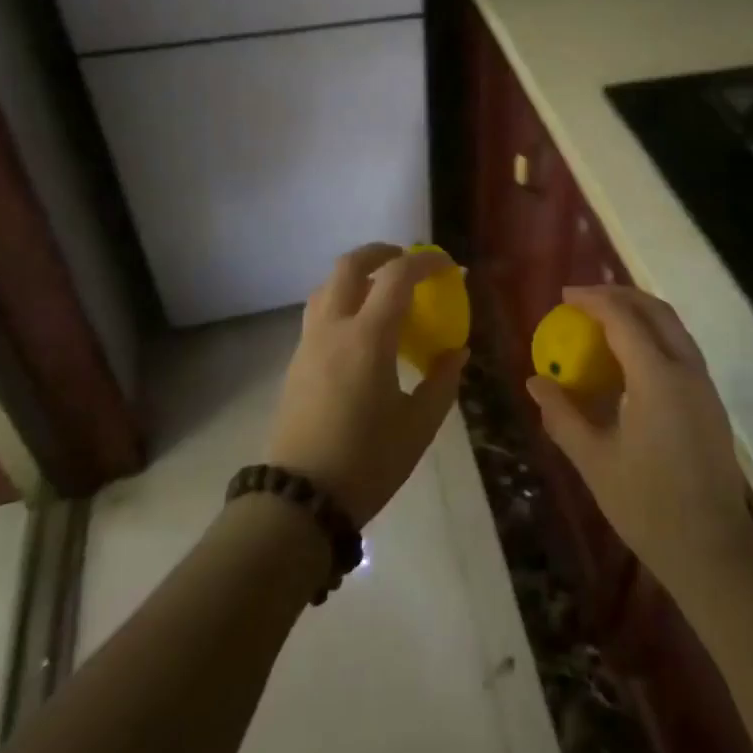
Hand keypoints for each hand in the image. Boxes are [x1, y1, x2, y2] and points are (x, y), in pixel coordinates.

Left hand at [265, 244, 467, 528]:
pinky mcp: (296, 363)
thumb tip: (456, 352)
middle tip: (407, 260)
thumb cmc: (367, 461)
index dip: (426, 261)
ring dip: (357, 275)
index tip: (449, 266)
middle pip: (350, 265)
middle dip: (381, 252)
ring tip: (383, 290)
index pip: (397, 276)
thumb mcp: (419, 424)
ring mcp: (308, 344)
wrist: (299, 500)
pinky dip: (343, 301)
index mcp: (368, 338)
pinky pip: (319, 313)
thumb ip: (442, 380)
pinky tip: (361, 330)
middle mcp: (333, 329)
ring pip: (328, 286)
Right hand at [527, 287, 752, 596]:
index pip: (623, 319)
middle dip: (619, 295)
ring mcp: (704, 385)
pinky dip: (654, 334)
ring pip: (674, 326)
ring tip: (604, 318)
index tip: (564, 296)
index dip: (592, 300)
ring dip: (639, 311)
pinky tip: (630, 356)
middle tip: (584, 299)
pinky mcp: (711, 401)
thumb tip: (535, 382)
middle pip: (655, 310)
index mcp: (658, 378)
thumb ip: (562, 415)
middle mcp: (687, 370)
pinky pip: (681, 348)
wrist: (713, 551)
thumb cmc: (648, 507)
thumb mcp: (594, 461)